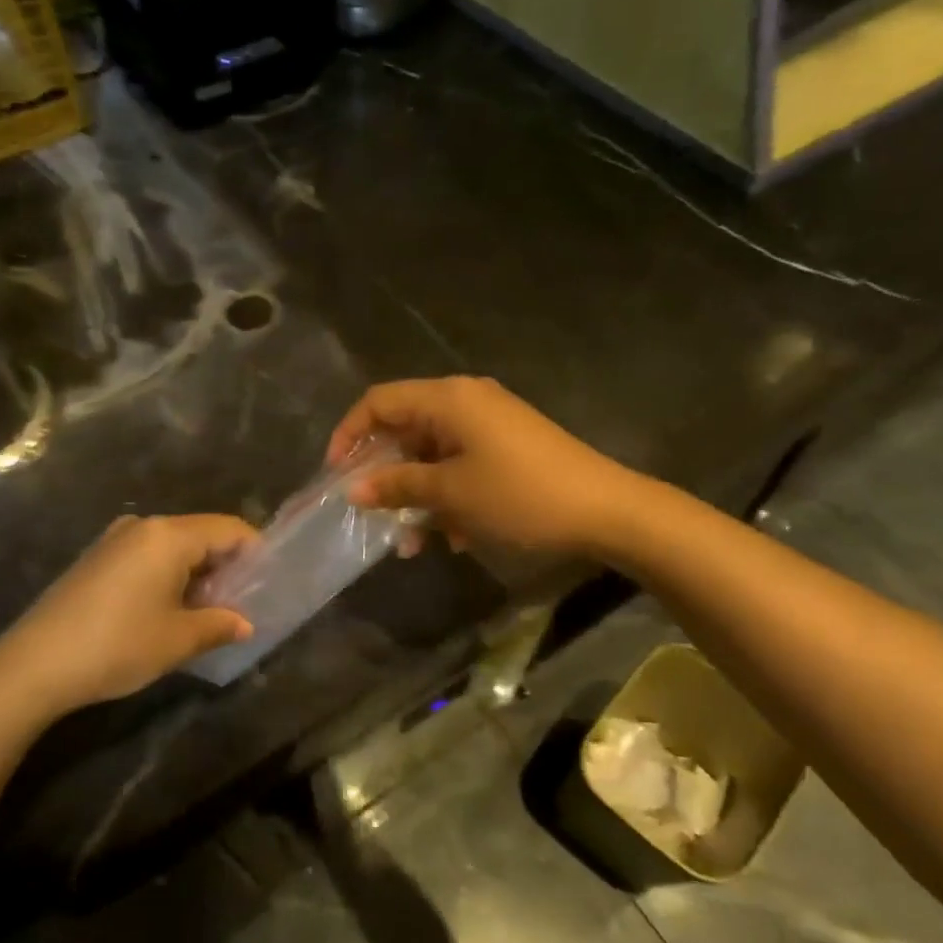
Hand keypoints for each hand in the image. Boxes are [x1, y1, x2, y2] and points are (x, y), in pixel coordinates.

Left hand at [0, 515, 257, 717]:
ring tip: (207, 612)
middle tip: (241, 604)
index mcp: (168, 535)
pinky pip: (147, 557)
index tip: (268, 584)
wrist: (34, 665)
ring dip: (196, 574)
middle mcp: (142, 526)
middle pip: (201, 535)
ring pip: (174, 547)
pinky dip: (168, 577)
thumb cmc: (118, 645)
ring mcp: (114, 540)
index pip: (229, 530)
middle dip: (225, 567)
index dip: (255, 553)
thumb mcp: (178, 640)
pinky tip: (168, 610)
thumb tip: (244, 624)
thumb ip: (219, 625)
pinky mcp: (96, 559)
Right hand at [328, 378, 640, 556]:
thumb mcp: (451, 493)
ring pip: (434, 455)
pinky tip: (456, 537)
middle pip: (406, 428)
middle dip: (386, 475)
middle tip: (373, 514)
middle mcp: (467, 402)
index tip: (335, 475)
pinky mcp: (509, 449)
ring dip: (418, 496)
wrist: (606, 510)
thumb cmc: (519, 495)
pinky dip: (450, 497)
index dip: (350, 434)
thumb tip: (354, 488)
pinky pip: (462, 466)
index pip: (379, 401)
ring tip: (415, 542)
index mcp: (449, 399)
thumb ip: (398, 485)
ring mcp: (491, 425)